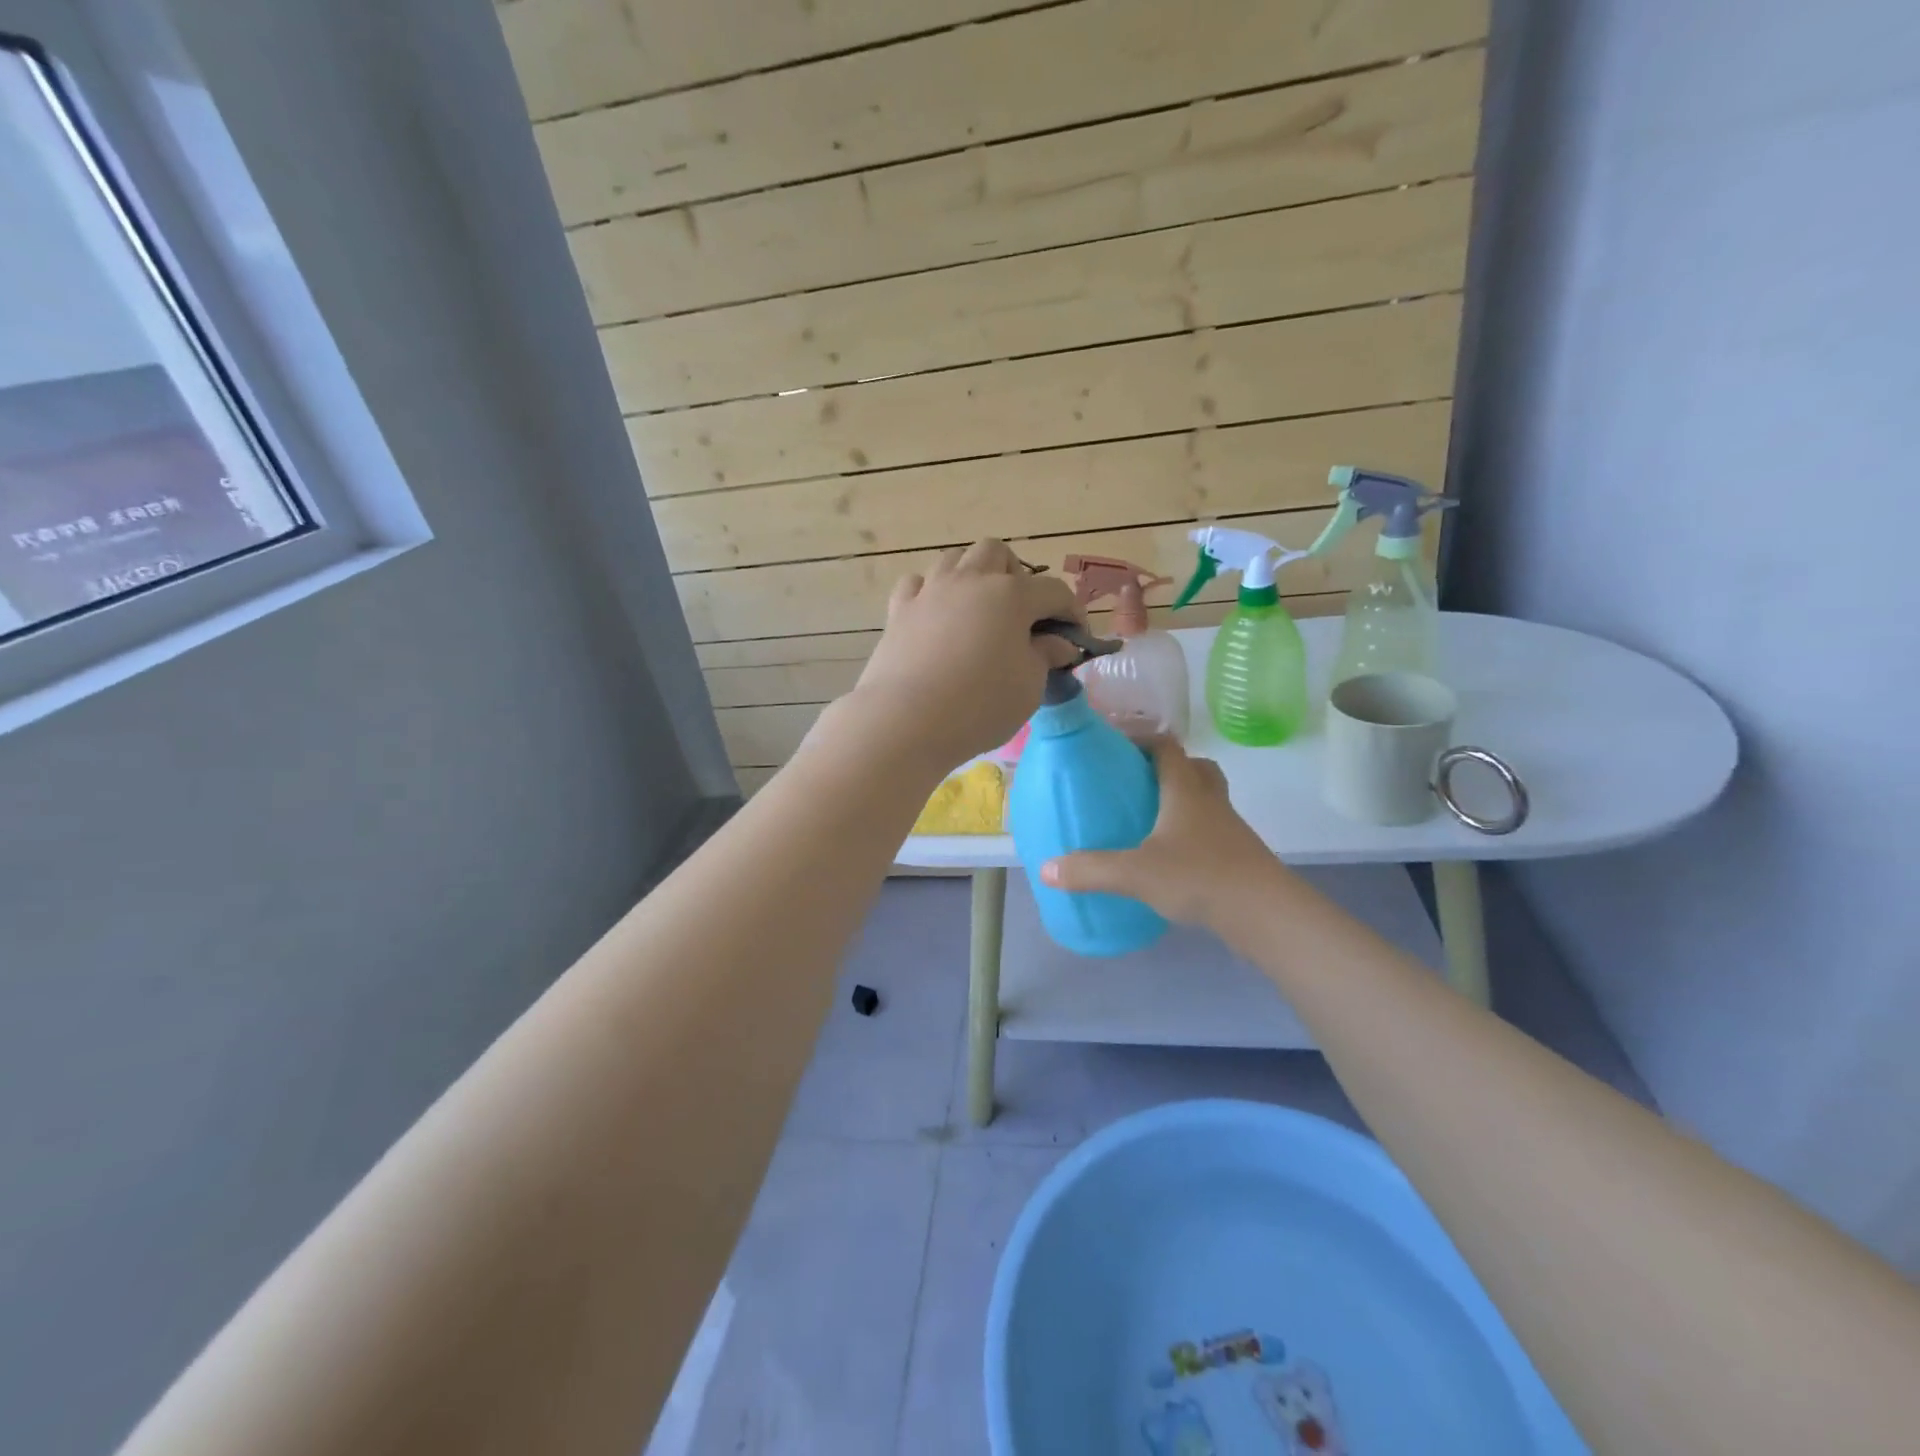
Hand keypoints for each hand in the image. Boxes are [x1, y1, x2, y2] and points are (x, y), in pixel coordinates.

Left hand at [842, 540, 1084, 770]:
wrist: (906, 720)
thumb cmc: (980, 705)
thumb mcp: (1029, 686)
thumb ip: (1046, 657)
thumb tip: (1059, 643)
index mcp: (1012, 595)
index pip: (1054, 592)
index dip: (1072, 613)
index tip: (1077, 639)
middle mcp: (970, 580)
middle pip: (997, 554)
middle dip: (1016, 577)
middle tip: (1021, 615)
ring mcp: (930, 591)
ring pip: (955, 560)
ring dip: (972, 577)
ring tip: (978, 611)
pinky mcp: (899, 610)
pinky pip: (917, 584)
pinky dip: (931, 593)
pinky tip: (936, 617)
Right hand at [1041, 737, 1283, 927]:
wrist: (1266, 914)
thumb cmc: (1199, 877)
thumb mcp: (1135, 873)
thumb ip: (1090, 869)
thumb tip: (1046, 869)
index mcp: (1186, 790)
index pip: (1167, 746)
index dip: (1143, 738)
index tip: (1116, 745)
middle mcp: (1210, 801)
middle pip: (1195, 768)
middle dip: (1167, 768)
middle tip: (1136, 783)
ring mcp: (1229, 829)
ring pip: (1206, 800)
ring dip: (1181, 801)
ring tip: (1148, 820)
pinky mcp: (1237, 856)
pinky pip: (1210, 831)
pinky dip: (1190, 834)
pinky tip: (1169, 858)